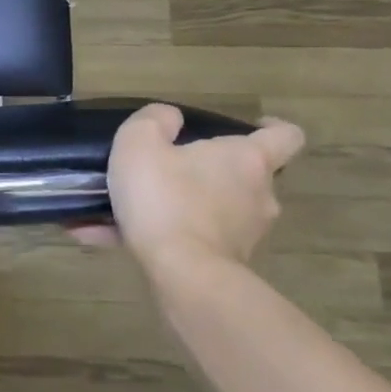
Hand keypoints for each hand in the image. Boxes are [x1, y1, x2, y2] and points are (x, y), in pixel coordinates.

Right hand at [71, 104, 304, 270]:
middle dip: (209, 171)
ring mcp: (244, 233)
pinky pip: (188, 239)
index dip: (272, 127)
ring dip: (176, 206)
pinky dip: (156, 236)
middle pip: (243, 175)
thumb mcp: (141, 143)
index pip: (285, 136)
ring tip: (126, 207)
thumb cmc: (165, 198)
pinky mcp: (224, 262)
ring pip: (211, 210)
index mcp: (246, 159)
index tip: (252, 126)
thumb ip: (153, 120)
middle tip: (168, 168)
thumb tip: (169, 118)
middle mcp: (257, 195)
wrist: (183, 274)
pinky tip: (105, 236)